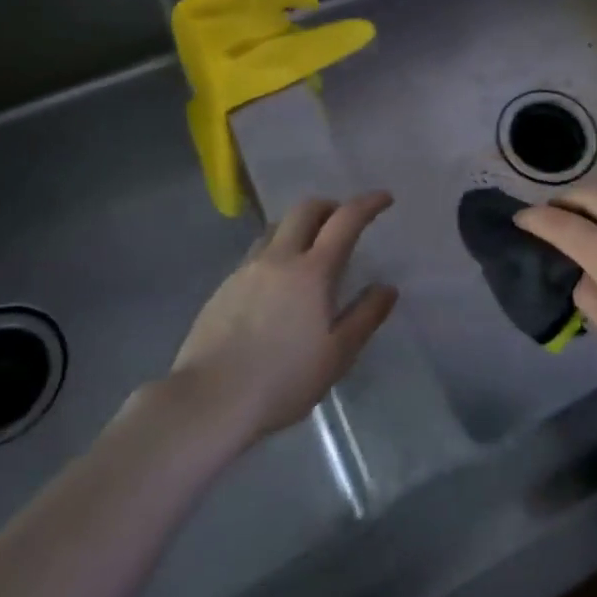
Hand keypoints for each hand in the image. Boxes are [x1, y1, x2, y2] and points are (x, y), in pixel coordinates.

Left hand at [170, 192, 398, 441]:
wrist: (210, 398)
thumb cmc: (283, 379)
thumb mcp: (338, 354)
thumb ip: (366, 316)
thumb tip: (387, 288)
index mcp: (313, 271)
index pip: (345, 220)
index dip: (367, 204)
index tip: (384, 198)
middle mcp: (279, 258)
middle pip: (305, 209)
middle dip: (329, 206)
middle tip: (343, 222)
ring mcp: (247, 269)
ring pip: (276, 228)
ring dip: (299, 226)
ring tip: (308, 250)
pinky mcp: (224, 287)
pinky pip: (256, 253)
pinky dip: (275, 251)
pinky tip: (276, 283)